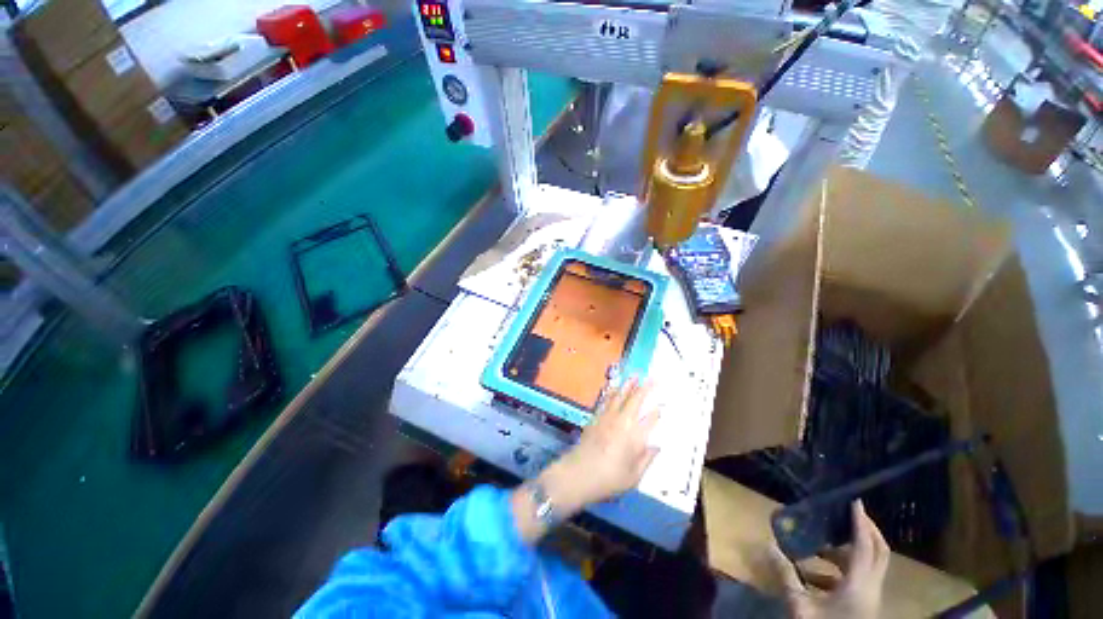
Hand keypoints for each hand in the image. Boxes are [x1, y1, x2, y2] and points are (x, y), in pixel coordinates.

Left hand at [546, 378, 660, 510]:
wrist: (579, 473)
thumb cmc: (609, 478)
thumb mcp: (633, 476)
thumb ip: (646, 459)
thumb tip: (656, 446)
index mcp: (634, 436)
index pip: (649, 419)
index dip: (656, 411)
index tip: (662, 404)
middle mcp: (622, 422)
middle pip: (634, 400)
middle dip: (643, 388)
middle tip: (650, 378)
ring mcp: (607, 417)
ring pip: (619, 396)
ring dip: (627, 385)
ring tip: (634, 376)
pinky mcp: (596, 418)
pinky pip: (606, 400)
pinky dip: (612, 392)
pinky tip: (614, 388)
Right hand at [771, 501, 889, 618]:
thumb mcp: (800, 605)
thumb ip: (786, 574)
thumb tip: (768, 546)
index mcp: (859, 585)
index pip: (865, 546)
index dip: (861, 522)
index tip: (854, 500)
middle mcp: (871, 588)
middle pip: (879, 553)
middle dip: (867, 530)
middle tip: (849, 513)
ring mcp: (869, 597)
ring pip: (868, 565)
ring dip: (848, 551)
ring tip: (820, 544)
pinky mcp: (863, 605)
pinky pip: (858, 579)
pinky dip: (841, 569)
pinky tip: (816, 573)